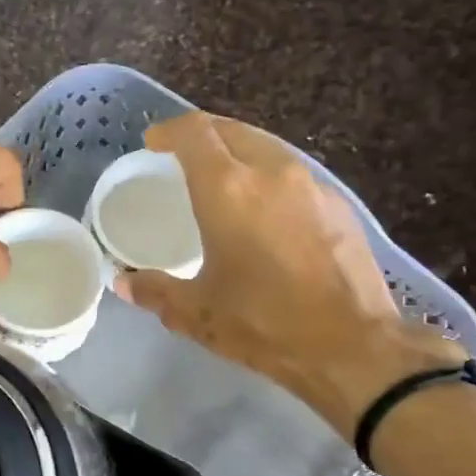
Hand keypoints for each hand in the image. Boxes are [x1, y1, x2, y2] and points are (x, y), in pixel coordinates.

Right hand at [116, 113, 465, 434]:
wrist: (352, 345)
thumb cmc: (264, 324)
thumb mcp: (197, 314)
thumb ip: (155, 292)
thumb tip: (123, 284)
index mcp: (228, 190)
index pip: (194, 133)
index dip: (169, 130)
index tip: (153, 141)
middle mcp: (271, 172)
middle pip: (232, 130)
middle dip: (203, 134)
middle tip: (182, 156)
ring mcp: (311, 185)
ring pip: (267, 147)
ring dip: (238, 152)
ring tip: (222, 178)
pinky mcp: (338, 205)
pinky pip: (293, 174)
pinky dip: (268, 176)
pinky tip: (265, 208)